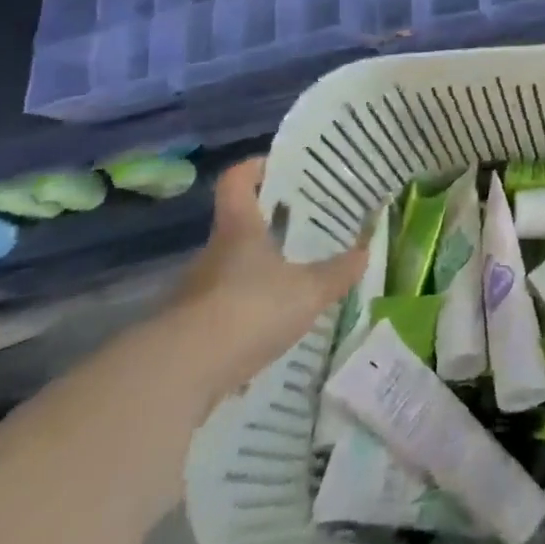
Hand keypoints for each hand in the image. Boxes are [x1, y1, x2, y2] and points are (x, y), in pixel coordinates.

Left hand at [167, 158, 370, 397]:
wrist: (179, 375)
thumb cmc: (249, 311)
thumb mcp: (307, 292)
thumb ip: (337, 273)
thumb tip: (365, 251)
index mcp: (240, 229)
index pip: (237, 180)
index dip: (256, 167)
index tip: (279, 168)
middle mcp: (213, 253)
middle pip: (236, 226)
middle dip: (266, 228)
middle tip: (301, 232)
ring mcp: (194, 293)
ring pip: (229, 271)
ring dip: (254, 276)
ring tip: (290, 287)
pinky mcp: (187, 332)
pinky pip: (220, 313)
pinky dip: (242, 317)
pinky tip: (266, 333)